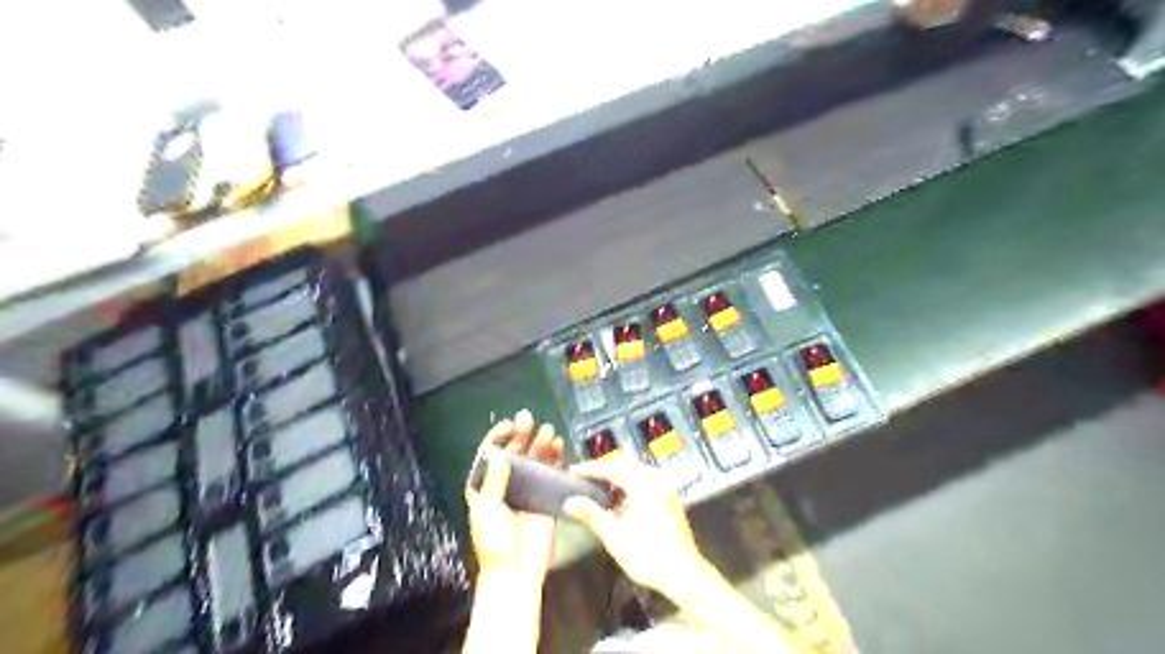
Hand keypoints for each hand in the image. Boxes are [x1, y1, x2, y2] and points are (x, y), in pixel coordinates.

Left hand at [465, 409, 563, 582]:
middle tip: (528, 420)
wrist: (516, 571)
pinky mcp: (545, 495)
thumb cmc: (494, 543)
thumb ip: (494, 482)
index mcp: (484, 485)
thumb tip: (498, 453)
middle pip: (514, 452)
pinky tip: (558, 446)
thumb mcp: (487, 510)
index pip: (490, 454)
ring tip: (548, 431)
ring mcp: (527, 487)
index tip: (508, 425)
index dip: (497, 437)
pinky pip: (551, 472)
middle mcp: (505, 482)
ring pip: (534, 458)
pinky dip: (555, 458)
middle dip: (520, 434)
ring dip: (540, 443)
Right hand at [568, 457, 708, 601]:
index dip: (590, 469)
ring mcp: (666, 489)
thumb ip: (591, 515)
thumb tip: (569, 502)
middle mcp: (657, 480)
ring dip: (617, 480)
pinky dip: (630, 488)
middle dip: (604, 471)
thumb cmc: (648, 555)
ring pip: (636, 474)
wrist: (684, 575)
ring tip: (597, 490)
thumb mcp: (614, 536)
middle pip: (625, 466)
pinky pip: (646, 484)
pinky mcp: (670, 500)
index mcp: (644, 484)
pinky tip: (619, 503)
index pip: (612, 468)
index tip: (573, 471)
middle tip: (583, 479)